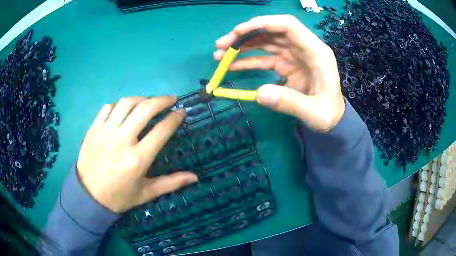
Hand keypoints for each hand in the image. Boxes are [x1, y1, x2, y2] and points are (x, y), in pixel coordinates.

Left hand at [76, 96, 197, 212]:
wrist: (88, 196)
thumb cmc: (119, 197)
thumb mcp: (146, 193)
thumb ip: (171, 183)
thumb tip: (195, 177)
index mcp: (137, 159)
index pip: (161, 130)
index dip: (174, 118)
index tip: (181, 112)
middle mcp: (122, 140)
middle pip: (145, 109)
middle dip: (162, 100)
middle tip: (171, 99)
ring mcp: (105, 132)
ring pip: (126, 104)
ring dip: (141, 98)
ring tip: (148, 101)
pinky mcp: (94, 129)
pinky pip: (108, 108)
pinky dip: (119, 105)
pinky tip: (124, 109)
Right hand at [214, 15, 344, 131]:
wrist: (333, 118)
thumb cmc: (329, 114)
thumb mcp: (314, 113)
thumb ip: (290, 104)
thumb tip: (259, 94)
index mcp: (316, 52)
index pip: (288, 25)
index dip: (263, 23)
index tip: (239, 31)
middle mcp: (303, 48)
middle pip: (271, 31)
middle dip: (245, 35)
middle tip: (221, 45)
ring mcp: (294, 55)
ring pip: (265, 42)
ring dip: (242, 46)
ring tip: (220, 55)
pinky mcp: (286, 65)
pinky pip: (264, 58)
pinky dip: (248, 60)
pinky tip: (232, 66)